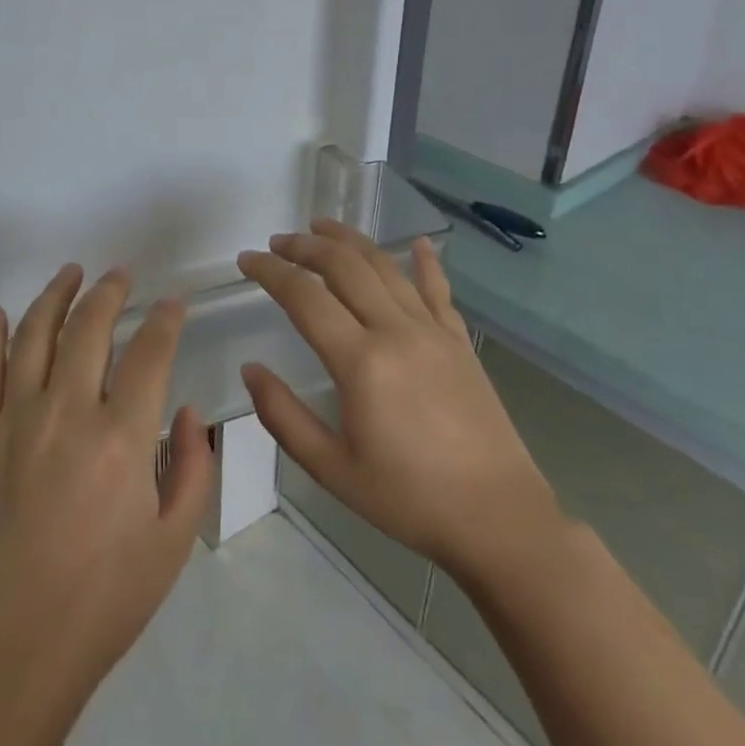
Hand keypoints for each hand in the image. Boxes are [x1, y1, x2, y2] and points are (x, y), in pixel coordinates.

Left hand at [0, 265, 215, 716]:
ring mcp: (15, 420)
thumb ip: (192, 467)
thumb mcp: (173, 541)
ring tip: (71, 272)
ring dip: (55, 295)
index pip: (150, 353)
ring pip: (34, 335)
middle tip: (121, 275)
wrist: (12, 646)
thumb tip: (185, 410)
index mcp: (122, 438)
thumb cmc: (103, 600)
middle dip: (110, 292)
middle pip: (90, 328)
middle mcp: (67, 412)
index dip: (165, 320)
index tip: (173, 303)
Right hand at [236, 221, 561, 587]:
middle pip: (344, 267)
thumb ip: (283, 416)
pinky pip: (438, 290)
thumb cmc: (407, 499)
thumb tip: (251, 369)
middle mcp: (396, 332)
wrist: (498, 518)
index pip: (304, 297)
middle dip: (305, 246)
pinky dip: (425, 262)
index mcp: (360, 362)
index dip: (270, 271)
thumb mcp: (331, 468)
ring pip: (386, 268)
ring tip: (322, 227)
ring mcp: (434, 332)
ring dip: (350, 241)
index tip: (246, 259)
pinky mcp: (461, 343)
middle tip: (278, 242)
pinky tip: (418, 242)